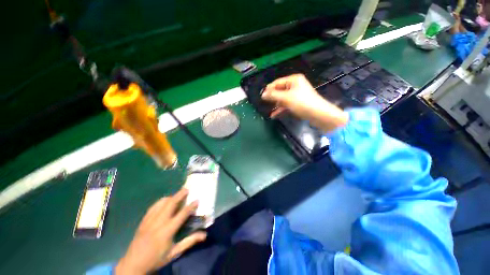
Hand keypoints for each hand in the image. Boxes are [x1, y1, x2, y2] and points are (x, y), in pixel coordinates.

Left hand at [115, 189, 206, 274]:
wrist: (133, 264)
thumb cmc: (156, 259)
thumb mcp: (175, 253)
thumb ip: (189, 241)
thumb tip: (204, 235)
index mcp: (167, 230)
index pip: (182, 214)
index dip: (191, 206)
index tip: (197, 200)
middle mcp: (159, 222)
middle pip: (171, 204)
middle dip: (180, 195)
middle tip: (187, 189)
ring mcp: (149, 220)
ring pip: (161, 203)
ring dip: (171, 197)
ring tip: (177, 195)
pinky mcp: (143, 221)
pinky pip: (153, 207)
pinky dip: (160, 201)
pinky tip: (164, 201)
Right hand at [262, 74, 347, 132]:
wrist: (318, 114)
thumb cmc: (301, 103)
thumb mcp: (286, 98)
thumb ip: (273, 95)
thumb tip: (262, 94)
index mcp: (293, 80)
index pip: (277, 82)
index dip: (269, 89)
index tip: (261, 96)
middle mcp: (295, 85)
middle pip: (279, 90)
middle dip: (272, 97)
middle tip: (263, 103)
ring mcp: (296, 95)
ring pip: (282, 98)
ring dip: (275, 104)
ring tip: (267, 110)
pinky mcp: (297, 103)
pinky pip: (286, 104)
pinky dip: (280, 109)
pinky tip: (273, 115)